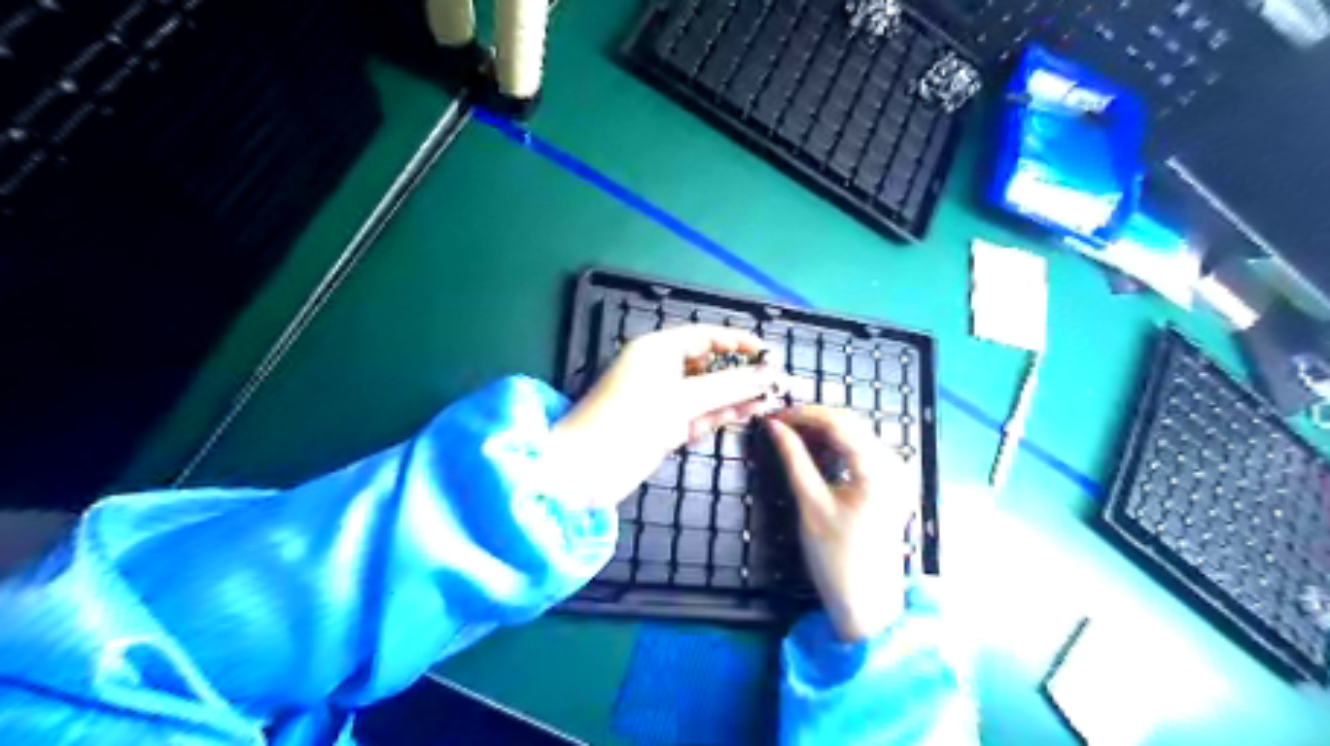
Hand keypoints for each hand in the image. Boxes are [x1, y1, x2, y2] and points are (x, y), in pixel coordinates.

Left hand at [544, 327, 782, 512]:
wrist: (584, 471)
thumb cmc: (628, 422)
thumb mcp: (681, 400)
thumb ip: (728, 387)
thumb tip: (768, 374)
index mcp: (658, 349)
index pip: (706, 337)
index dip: (738, 342)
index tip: (769, 353)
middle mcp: (662, 369)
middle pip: (710, 365)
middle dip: (742, 373)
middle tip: (778, 382)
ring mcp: (664, 399)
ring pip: (708, 392)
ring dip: (737, 396)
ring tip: (773, 399)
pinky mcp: (665, 425)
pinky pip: (699, 414)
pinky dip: (721, 414)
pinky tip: (749, 413)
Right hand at [765, 404, 922, 642]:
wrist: (867, 603)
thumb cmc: (836, 558)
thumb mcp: (810, 503)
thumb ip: (793, 458)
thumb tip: (774, 426)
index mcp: (877, 468)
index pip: (837, 423)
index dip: (802, 414)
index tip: (773, 416)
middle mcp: (893, 464)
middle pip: (849, 424)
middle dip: (811, 420)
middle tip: (777, 424)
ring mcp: (895, 473)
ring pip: (854, 435)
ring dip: (822, 432)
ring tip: (789, 435)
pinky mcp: (889, 483)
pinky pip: (860, 451)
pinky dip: (835, 447)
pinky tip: (812, 451)